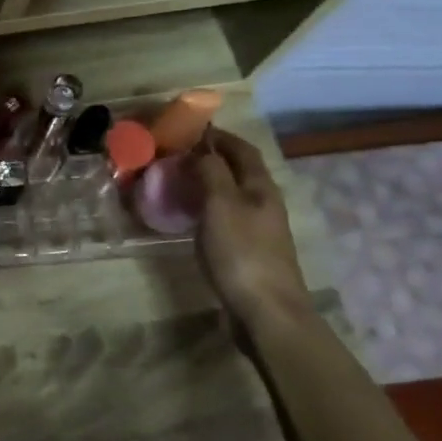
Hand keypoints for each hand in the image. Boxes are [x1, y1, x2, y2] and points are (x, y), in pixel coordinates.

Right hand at [192, 128, 311, 328]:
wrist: (266, 311)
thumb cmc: (241, 252)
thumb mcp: (221, 204)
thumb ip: (211, 172)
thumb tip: (201, 150)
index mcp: (261, 187)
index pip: (242, 149)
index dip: (219, 136)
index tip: (190, 129)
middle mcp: (263, 203)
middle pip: (238, 171)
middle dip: (210, 159)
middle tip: (176, 156)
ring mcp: (257, 229)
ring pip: (230, 195)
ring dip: (206, 184)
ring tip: (176, 183)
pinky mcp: (247, 252)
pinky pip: (224, 218)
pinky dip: (205, 209)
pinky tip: (188, 217)